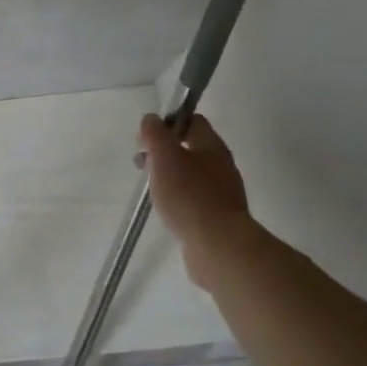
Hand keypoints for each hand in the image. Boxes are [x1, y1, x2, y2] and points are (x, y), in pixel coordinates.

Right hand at [138, 114, 263, 293]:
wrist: (219, 245)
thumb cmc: (189, 195)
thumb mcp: (164, 157)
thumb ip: (155, 134)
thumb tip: (151, 120)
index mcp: (212, 145)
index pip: (192, 121)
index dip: (167, 124)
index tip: (146, 140)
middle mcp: (221, 164)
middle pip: (190, 147)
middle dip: (164, 152)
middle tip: (143, 165)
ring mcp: (223, 191)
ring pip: (191, 173)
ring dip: (169, 176)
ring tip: (152, 190)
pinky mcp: (219, 215)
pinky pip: (195, 197)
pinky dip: (179, 198)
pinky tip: (167, 210)